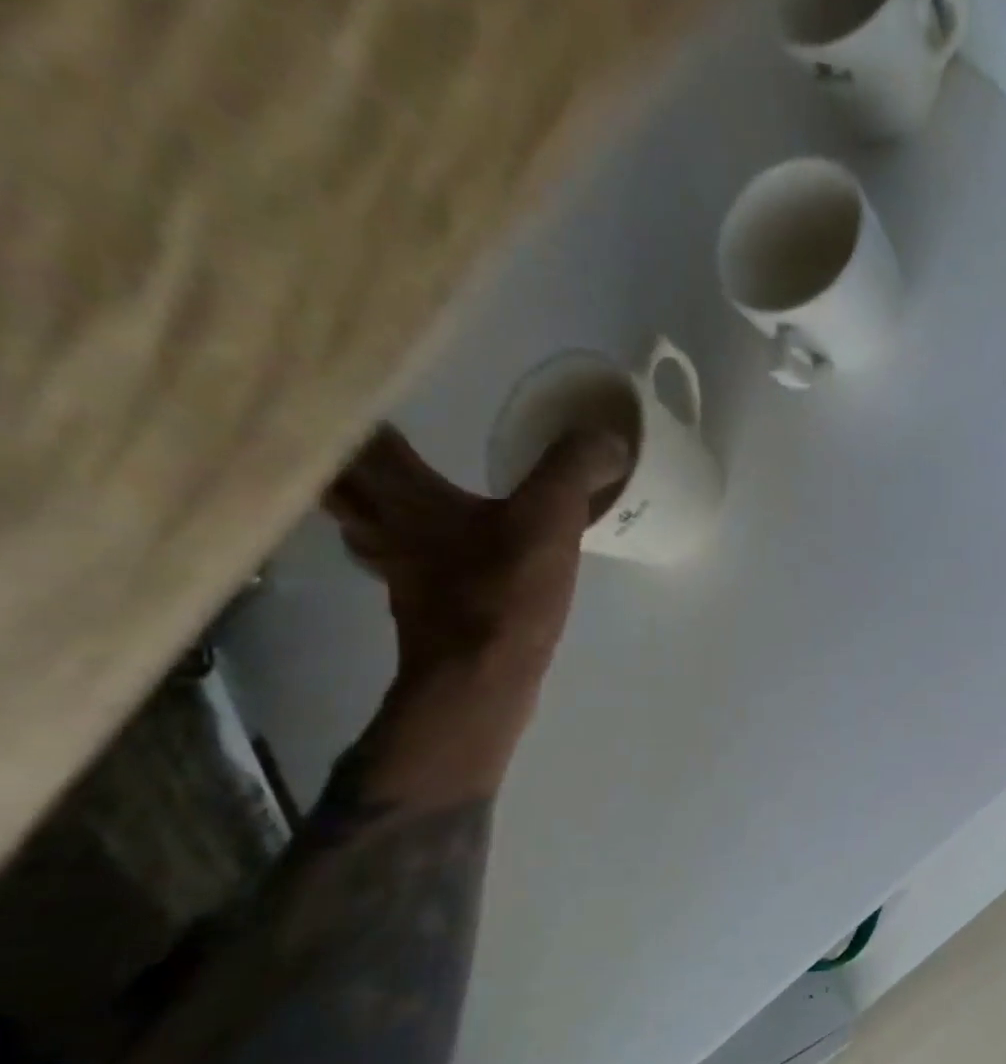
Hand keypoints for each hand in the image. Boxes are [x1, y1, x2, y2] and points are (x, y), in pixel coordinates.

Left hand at [321, 423, 629, 801]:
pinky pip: (399, 563)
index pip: (363, 436)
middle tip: (361, 431)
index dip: (359, 406)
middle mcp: (385, 529)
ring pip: (361, 525)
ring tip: (387, 486)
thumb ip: (573, 470)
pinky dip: (405, 550)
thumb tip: (607, 438)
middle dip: (343, 453)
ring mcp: (397, 574)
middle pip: (340, 480)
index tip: (365, 381)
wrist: (480, 682)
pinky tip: (434, 554)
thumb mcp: (550, 520)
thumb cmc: (503, 594)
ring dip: (364, 502)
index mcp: (406, 497)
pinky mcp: (421, 609)